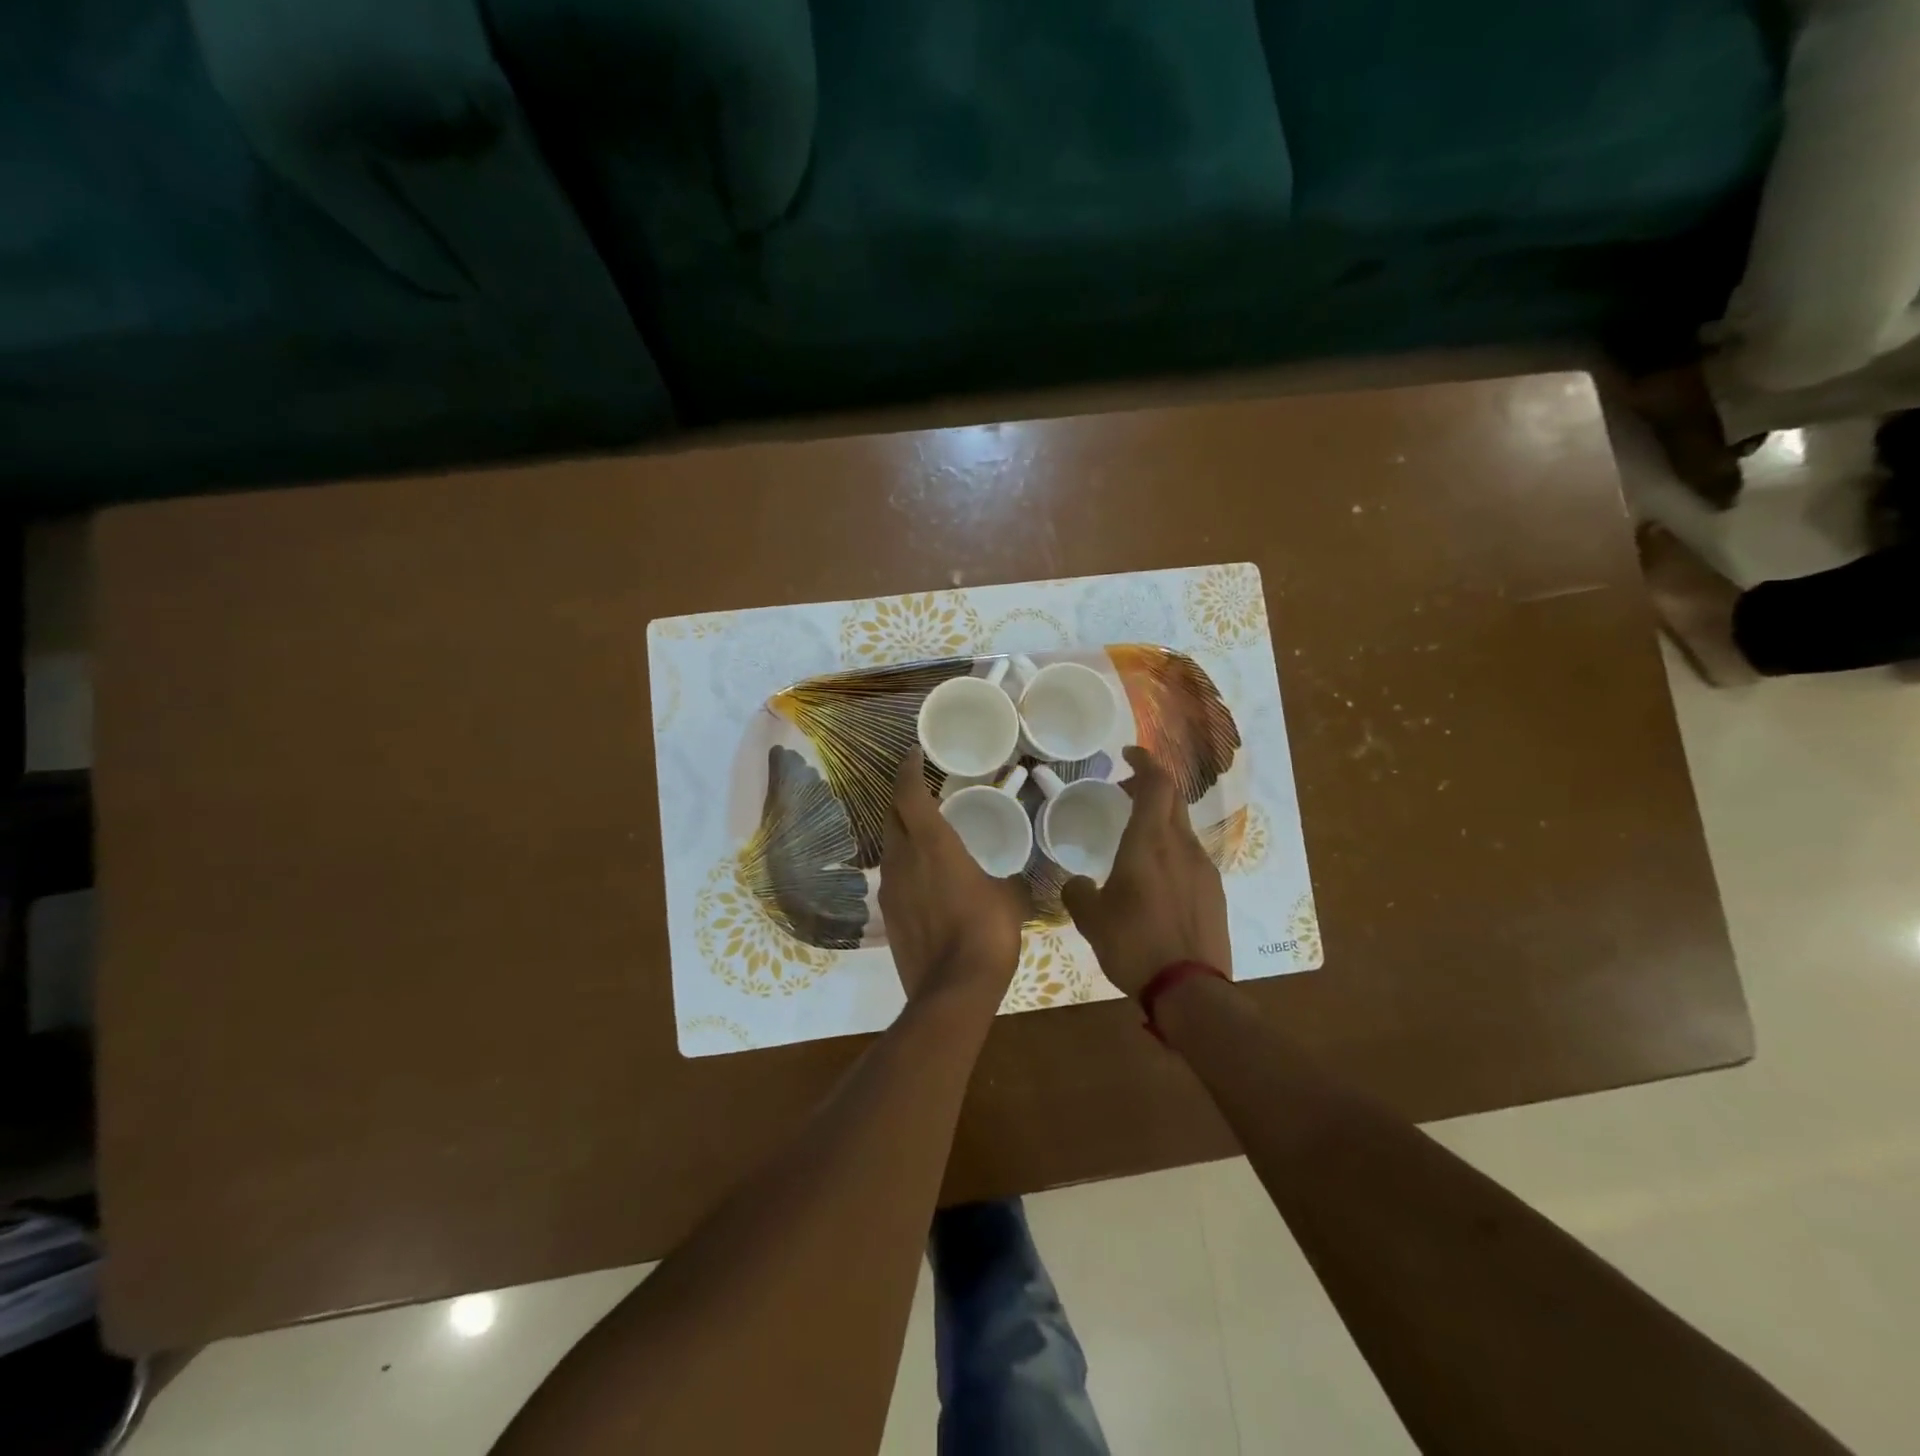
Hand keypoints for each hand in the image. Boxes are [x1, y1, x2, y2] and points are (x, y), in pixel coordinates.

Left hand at [879, 749, 1025, 1005]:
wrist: (953, 989)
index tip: (913, 755)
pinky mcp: (888, 915)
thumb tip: (1012, 882)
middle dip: (903, 799)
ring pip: (890, 847)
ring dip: (903, 833)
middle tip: (924, 793)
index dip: (908, 769)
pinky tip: (926, 878)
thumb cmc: (987, 931)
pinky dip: (906, 865)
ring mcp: (890, 888)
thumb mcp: (1010, 898)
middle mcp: (902, 858)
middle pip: (891, 816)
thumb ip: (1008, 880)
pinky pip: (894, 876)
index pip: (907, 793)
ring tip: (927, 835)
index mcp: (932, 843)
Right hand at [1061, 745, 1230, 996]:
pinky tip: (1156, 880)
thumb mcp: (1092, 919)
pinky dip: (1171, 851)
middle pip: (1173, 800)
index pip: (1157, 783)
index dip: (1145, 762)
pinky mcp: (1215, 893)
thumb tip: (1079, 884)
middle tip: (1124, 793)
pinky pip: (1191, 857)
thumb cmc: (1135, 944)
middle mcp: (1182, 846)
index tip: (1127, 754)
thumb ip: (1079, 893)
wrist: (1191, 989)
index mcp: (1150, 842)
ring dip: (1160, 822)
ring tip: (1135, 841)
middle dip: (1150, 788)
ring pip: (1182, 829)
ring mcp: (1204, 869)